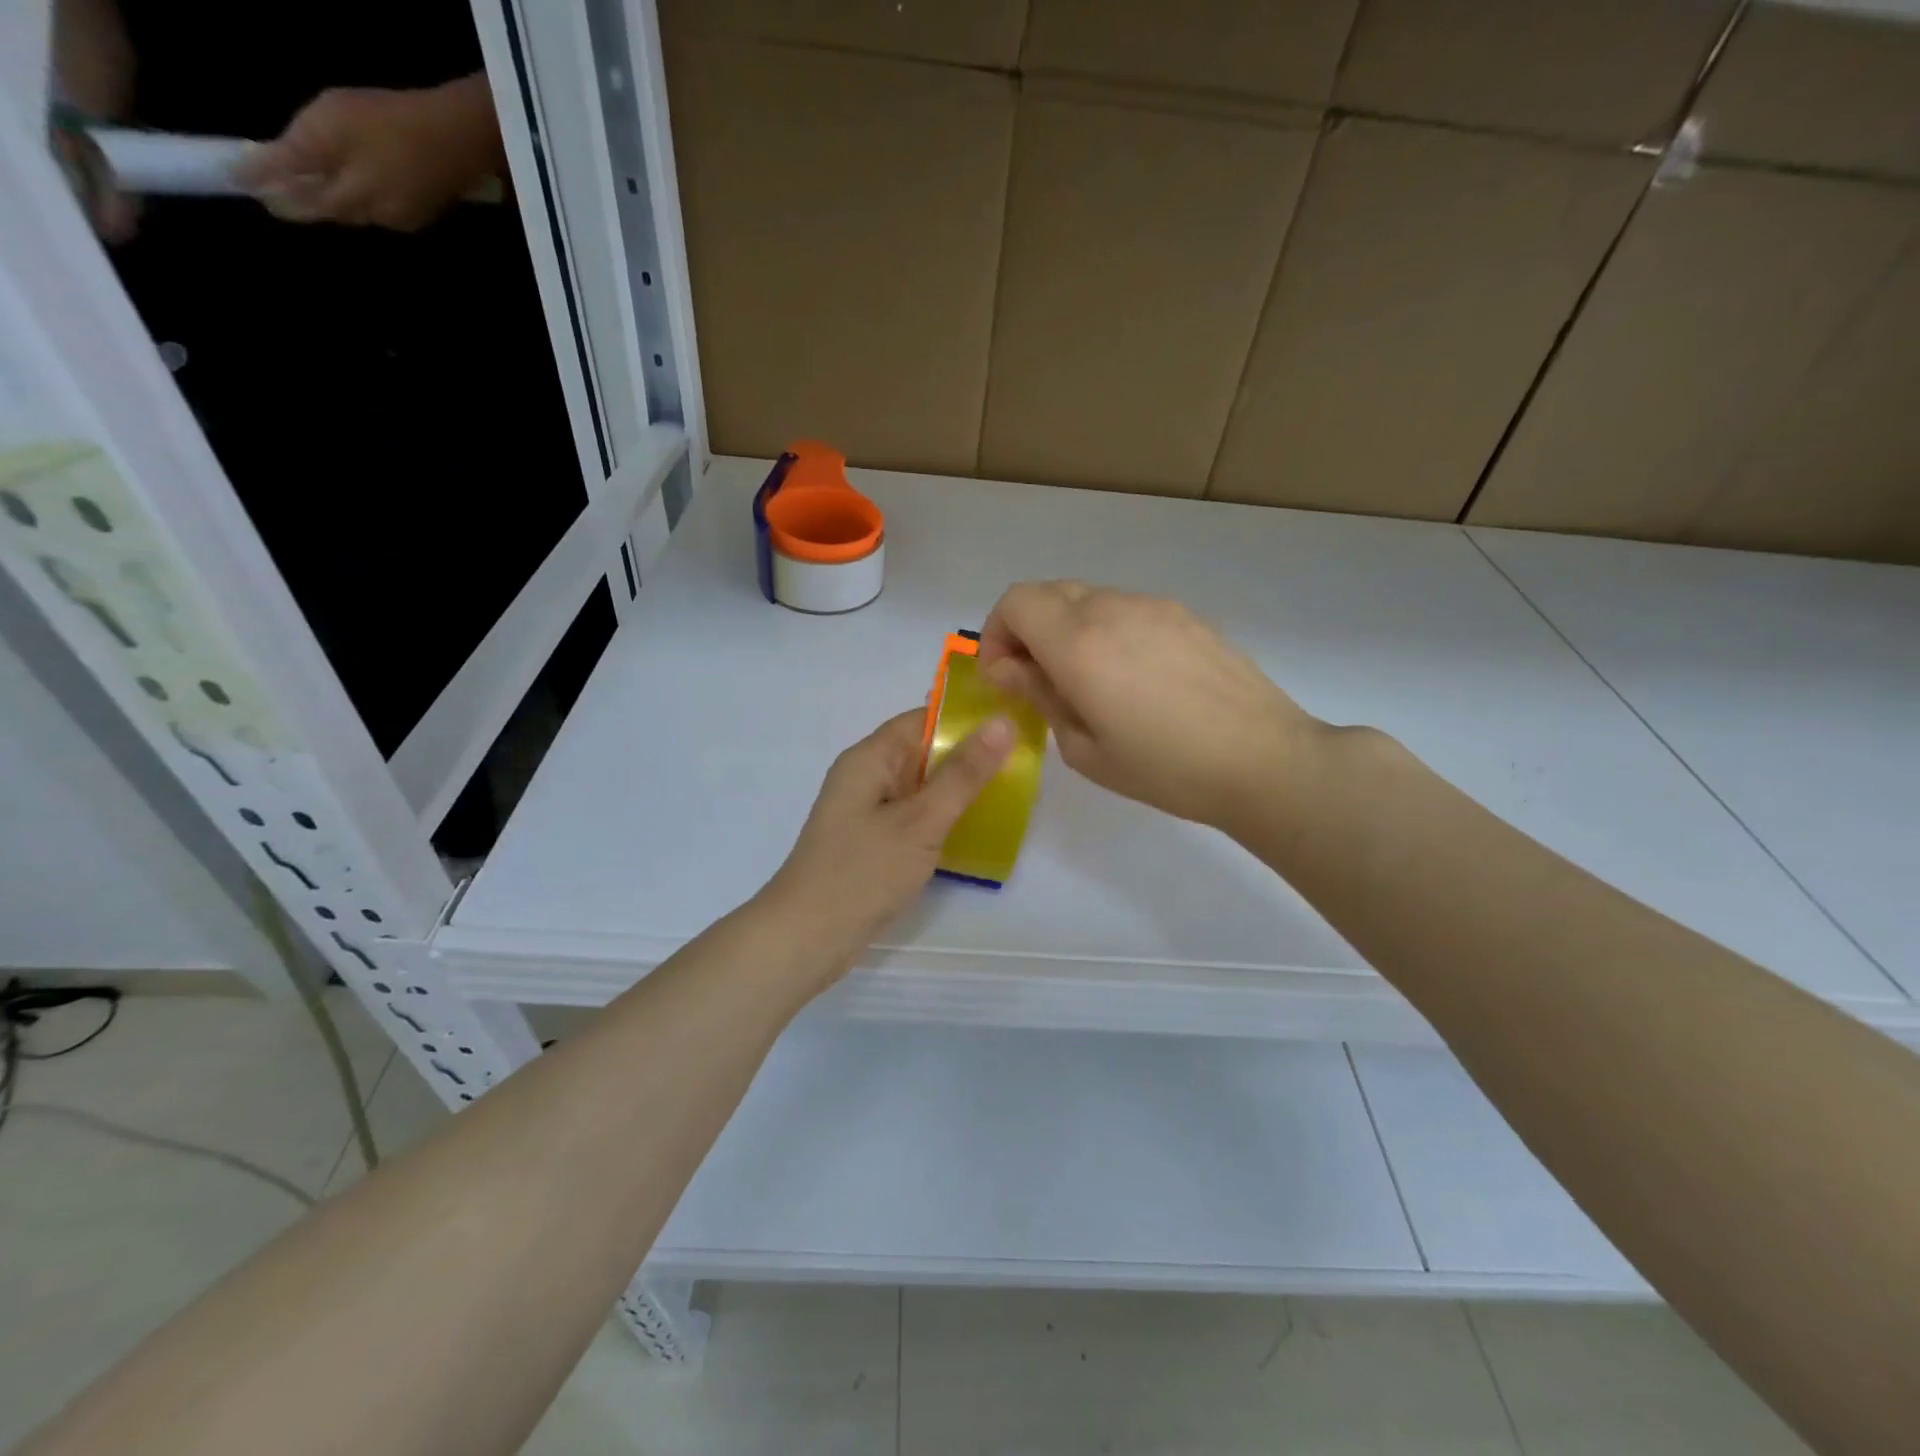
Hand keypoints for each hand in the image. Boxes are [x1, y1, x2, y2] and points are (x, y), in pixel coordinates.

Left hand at [236, 76, 503, 231]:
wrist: (456, 139)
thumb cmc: (385, 124)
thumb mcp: (326, 127)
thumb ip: (292, 156)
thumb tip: (254, 176)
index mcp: (346, 200)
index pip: (298, 204)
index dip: (268, 192)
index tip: (243, 182)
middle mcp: (373, 218)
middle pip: (329, 212)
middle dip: (303, 200)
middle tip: (274, 184)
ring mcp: (402, 218)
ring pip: (357, 211)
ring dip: (335, 200)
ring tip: (317, 181)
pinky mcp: (423, 210)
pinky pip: (384, 208)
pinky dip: (365, 198)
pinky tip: (365, 182)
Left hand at [761, 709, 1013, 979]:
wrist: (806, 938)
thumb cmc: (863, 872)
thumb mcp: (921, 821)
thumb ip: (963, 774)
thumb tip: (1002, 722)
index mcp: (870, 758)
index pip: (923, 719)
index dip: (967, 719)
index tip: (1014, 725)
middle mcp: (867, 776)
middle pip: (924, 752)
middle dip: (969, 757)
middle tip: (1025, 762)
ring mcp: (867, 811)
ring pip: (922, 787)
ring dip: (959, 790)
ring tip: (1013, 792)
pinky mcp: (872, 842)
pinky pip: (914, 816)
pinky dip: (942, 818)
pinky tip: (977, 829)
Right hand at [978, 581, 1321, 830]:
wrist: (1263, 760)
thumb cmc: (1165, 769)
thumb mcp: (1084, 749)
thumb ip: (1041, 697)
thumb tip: (1014, 670)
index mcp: (1079, 642)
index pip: (1015, 602)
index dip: (996, 634)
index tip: (1004, 677)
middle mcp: (1112, 608)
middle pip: (1047, 592)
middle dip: (1026, 630)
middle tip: (1036, 680)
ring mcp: (1153, 606)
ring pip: (1087, 598)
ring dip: (1067, 629)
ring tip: (1086, 682)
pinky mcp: (1185, 615)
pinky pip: (1126, 609)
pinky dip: (1105, 630)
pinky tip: (1131, 679)